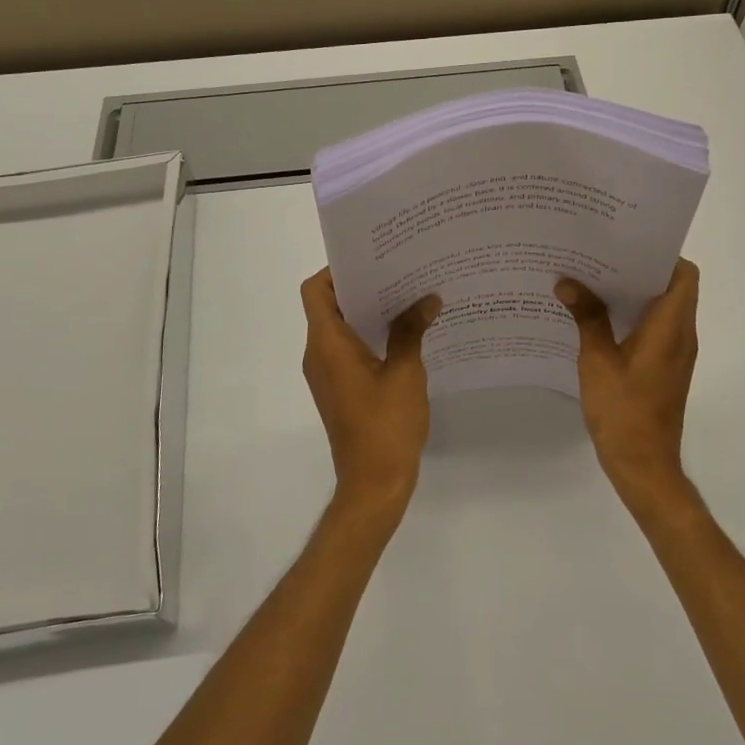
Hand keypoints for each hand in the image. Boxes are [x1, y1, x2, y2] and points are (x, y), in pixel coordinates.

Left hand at [300, 268, 440, 525]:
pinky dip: (369, 334)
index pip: (316, 290)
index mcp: (327, 344)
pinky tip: (404, 333)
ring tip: (407, 296)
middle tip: (399, 271)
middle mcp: (319, 354)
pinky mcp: (339, 389)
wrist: (374, 484)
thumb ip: (411, 331)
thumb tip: (428, 299)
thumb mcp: (405, 373)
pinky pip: (348, 349)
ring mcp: (327, 374)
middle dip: (361, 286)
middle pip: (329, 305)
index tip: (373, 260)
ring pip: (340, 328)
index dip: (337, 270)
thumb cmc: (386, 425)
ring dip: (368, 311)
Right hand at [556, 259, 699, 516]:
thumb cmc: (623, 411)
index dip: (662, 255)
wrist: (643, 465)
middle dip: (641, 270)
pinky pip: (656, 329)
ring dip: (636, 293)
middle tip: (602, 257)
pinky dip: (634, 316)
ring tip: (595, 280)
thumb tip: (568, 283)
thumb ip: (587, 318)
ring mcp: (676, 354)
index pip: (684, 275)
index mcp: (670, 328)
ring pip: (664, 309)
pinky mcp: (666, 368)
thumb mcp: (597, 360)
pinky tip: (599, 317)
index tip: (628, 245)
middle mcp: (681, 336)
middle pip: (673, 288)